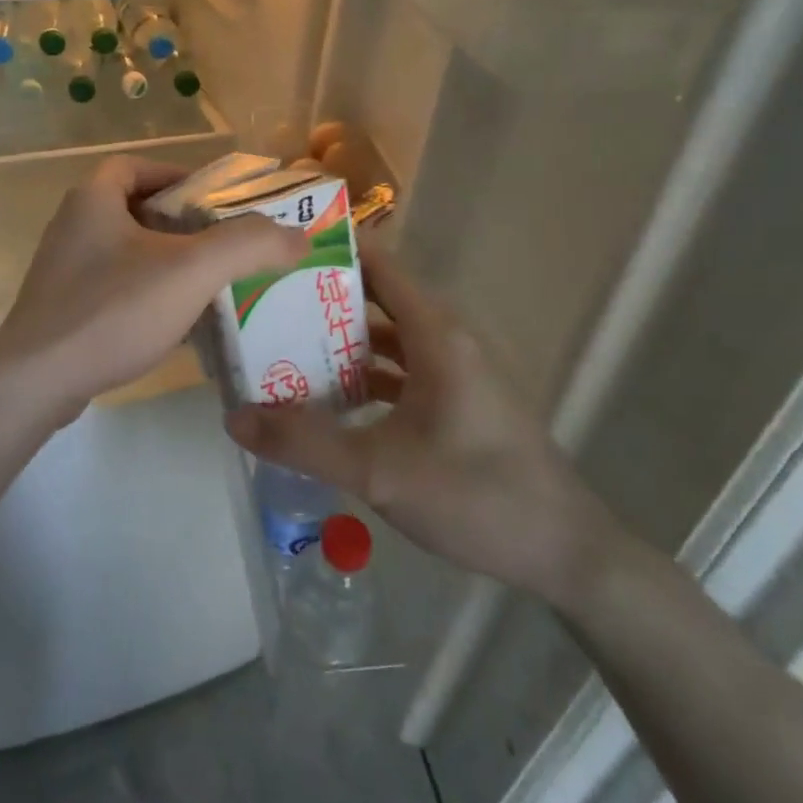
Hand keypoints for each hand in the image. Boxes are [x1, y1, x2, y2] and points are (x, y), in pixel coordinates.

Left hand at [0, 156, 305, 417]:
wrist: (37, 381)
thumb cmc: (113, 310)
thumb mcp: (191, 270)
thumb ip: (248, 245)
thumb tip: (297, 235)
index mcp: (93, 199)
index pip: (138, 166)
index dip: (178, 175)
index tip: (214, 200)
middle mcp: (72, 225)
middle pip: (135, 208)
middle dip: (180, 223)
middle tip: (222, 244)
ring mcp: (62, 269)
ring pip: (126, 251)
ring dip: (165, 260)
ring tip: (208, 283)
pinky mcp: (61, 307)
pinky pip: (113, 286)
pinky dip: (145, 293)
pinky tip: (174, 321)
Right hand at [225, 249, 620, 605]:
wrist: (567, 554)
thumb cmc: (478, 496)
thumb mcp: (380, 472)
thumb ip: (305, 444)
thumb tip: (234, 418)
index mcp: (435, 333)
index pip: (377, 263)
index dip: (330, 248)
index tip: (276, 248)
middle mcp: (446, 338)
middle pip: (375, 298)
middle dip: (320, 296)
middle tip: (262, 299)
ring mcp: (454, 370)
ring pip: (386, 338)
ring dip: (339, 339)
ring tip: (280, 342)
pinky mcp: (457, 401)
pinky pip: (399, 369)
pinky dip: (363, 373)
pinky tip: (327, 396)